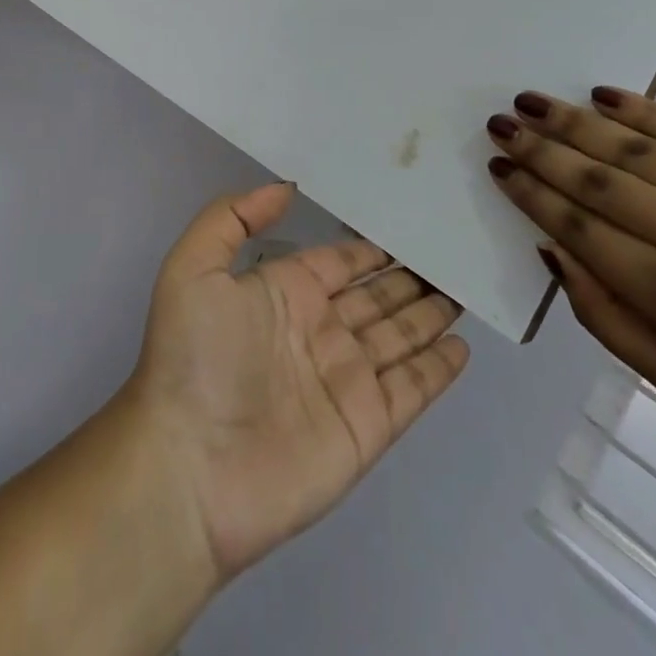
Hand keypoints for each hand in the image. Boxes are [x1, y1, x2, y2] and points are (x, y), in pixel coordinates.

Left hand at [125, 182, 469, 580]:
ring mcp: (345, 379)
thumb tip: (285, 188)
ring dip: (430, 314)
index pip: (337, 262)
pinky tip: (464, 346)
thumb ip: (233, 217)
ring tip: (464, 289)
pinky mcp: (367, 426)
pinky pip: (413, 388)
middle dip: (408, 277)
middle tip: (449, 253)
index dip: (368, 248)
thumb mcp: (194, 267)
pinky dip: (439, 368)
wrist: (191, 467)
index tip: (404, 223)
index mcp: (282, 292)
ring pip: (400, 335)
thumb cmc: (194, 358)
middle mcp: (318, 330)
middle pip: (376, 296)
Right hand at [487, 88, 655, 491]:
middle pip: (598, 178)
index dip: (530, 193)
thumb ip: (602, 315)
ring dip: (575, 121)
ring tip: (531, 102)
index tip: (497, 166)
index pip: (577, 226)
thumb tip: (551, 249)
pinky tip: (604, 95)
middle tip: (500, 123)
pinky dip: (645, 110)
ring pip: (638, 147)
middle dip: (539, 148)